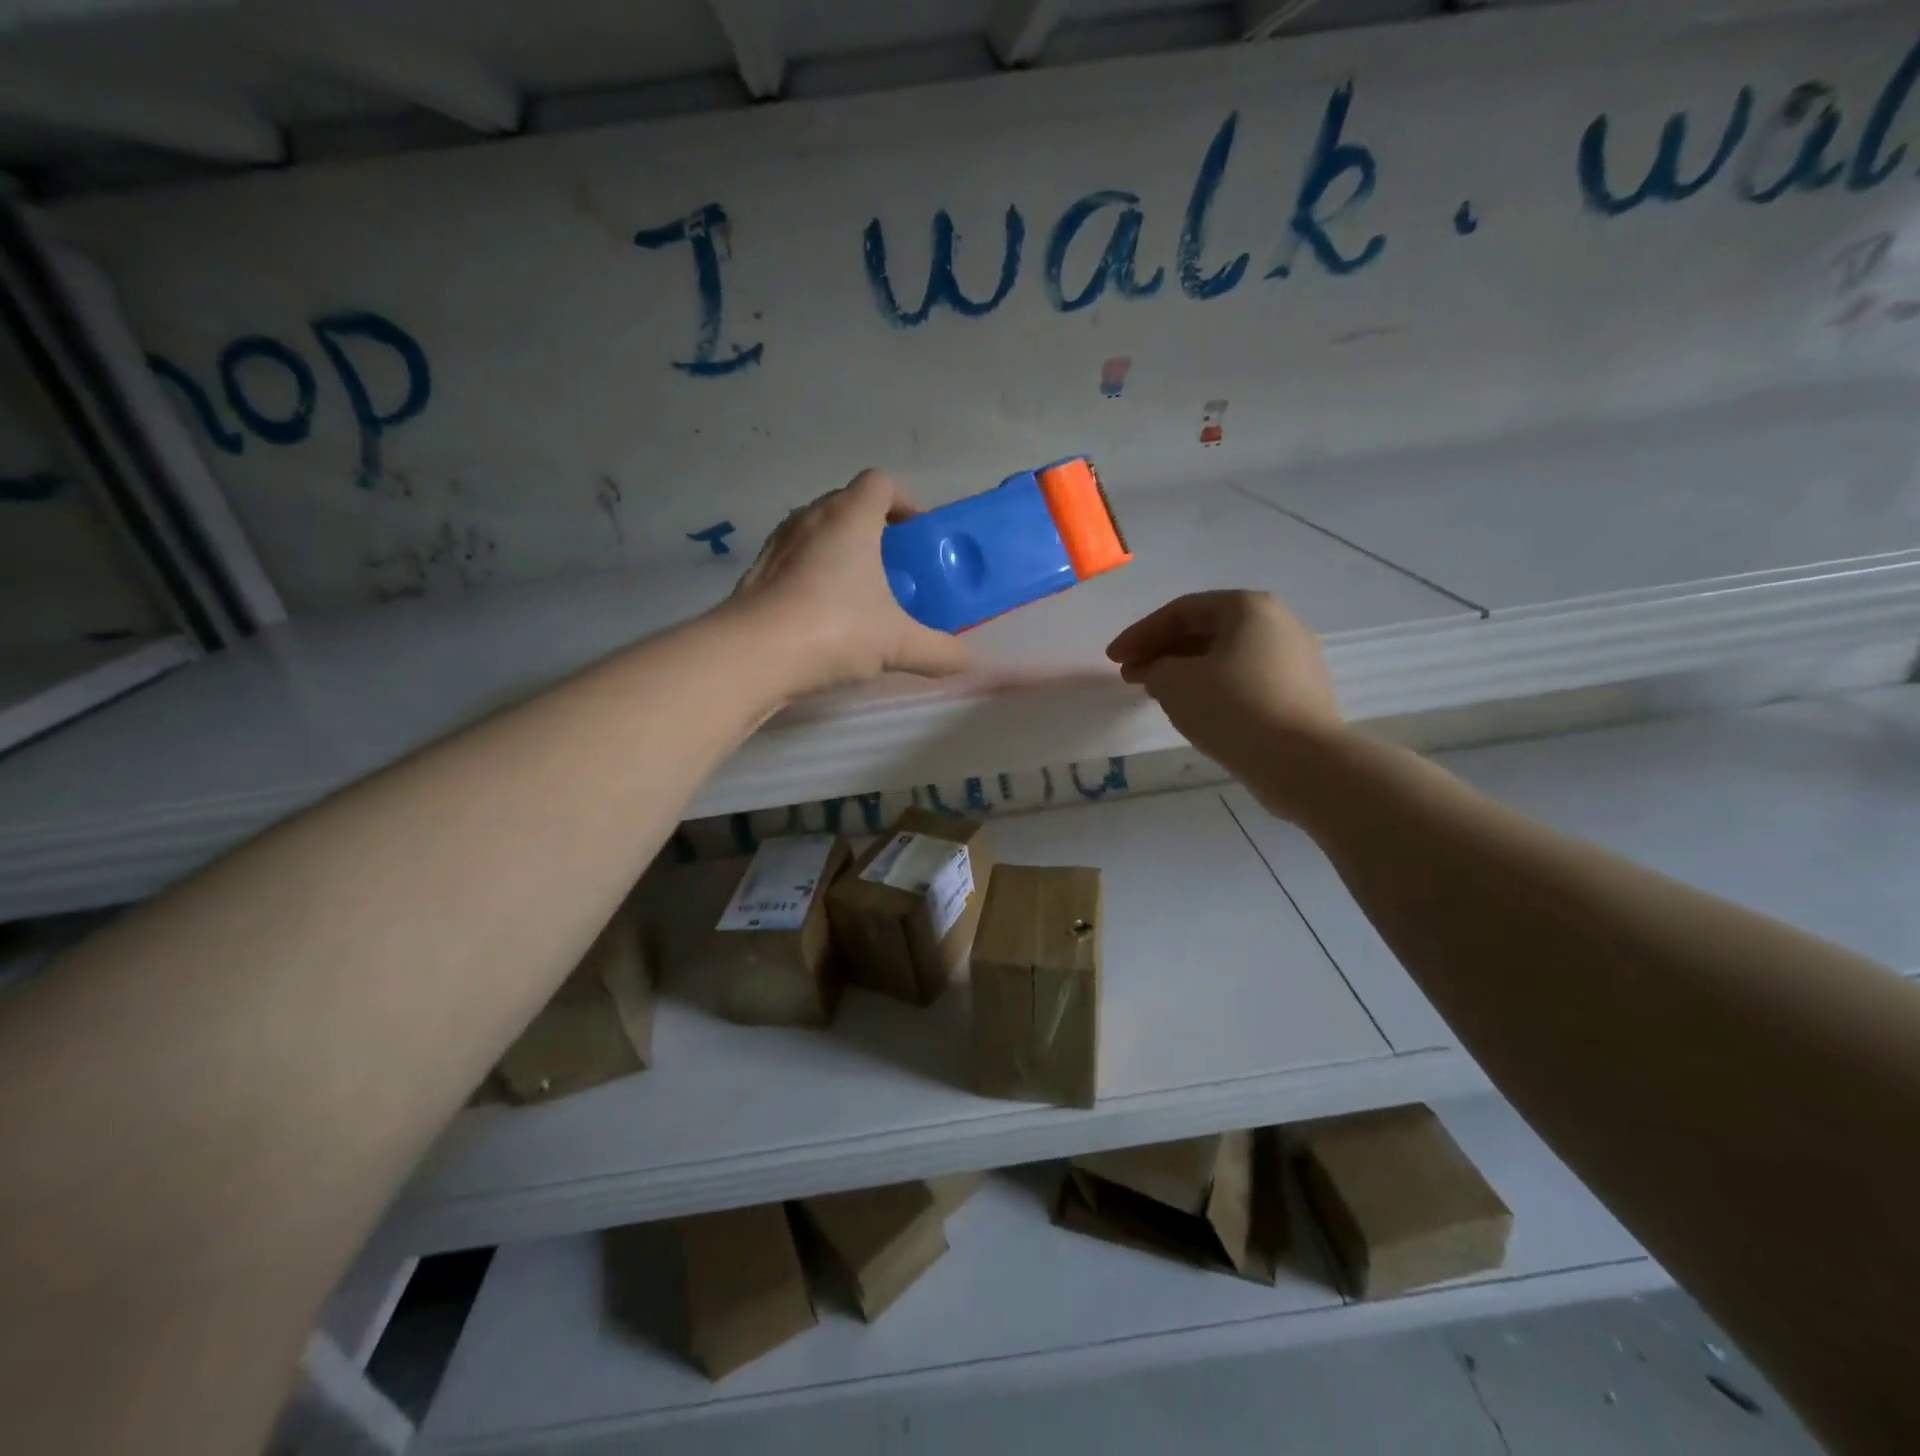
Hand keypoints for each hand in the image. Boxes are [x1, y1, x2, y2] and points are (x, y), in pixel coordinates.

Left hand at [729, 469, 972, 693]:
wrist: (752, 656)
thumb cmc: (834, 630)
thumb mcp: (899, 644)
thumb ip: (941, 651)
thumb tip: (970, 662)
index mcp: (850, 517)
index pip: (881, 482)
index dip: (904, 501)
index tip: (917, 536)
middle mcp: (811, 518)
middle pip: (848, 504)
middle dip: (875, 530)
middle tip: (895, 569)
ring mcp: (778, 544)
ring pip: (818, 531)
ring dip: (841, 551)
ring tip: (860, 594)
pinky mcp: (757, 573)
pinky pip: (794, 560)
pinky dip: (813, 575)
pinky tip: (823, 617)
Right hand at [1106, 590, 1343, 778]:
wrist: (1302, 762)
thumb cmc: (1233, 708)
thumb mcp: (1174, 683)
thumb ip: (1155, 668)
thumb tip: (1162, 673)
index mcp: (1248, 607)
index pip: (1180, 611)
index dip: (1139, 634)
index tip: (1112, 659)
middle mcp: (1277, 623)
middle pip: (1205, 631)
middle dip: (1161, 651)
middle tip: (1129, 675)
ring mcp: (1294, 658)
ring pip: (1224, 656)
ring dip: (1184, 670)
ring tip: (1155, 693)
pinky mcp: (1299, 693)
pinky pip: (1244, 679)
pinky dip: (1212, 687)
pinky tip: (1193, 708)